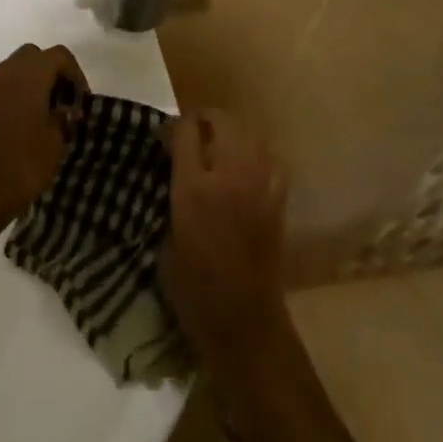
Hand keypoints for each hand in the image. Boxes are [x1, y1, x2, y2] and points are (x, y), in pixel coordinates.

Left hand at [0, 43, 83, 228]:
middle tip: (66, 102)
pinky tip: (29, 124)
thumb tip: (64, 110)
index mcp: (29, 73)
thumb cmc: (23, 163)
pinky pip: (4, 87)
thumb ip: (63, 117)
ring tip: (49, 115)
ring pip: (17, 70)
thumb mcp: (56, 141)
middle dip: (53, 74)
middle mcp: (6, 72)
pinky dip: (19, 95)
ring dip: (35, 83)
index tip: (82, 102)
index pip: (59, 55)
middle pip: (35, 57)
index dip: (76, 75)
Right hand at [162, 109, 288, 364]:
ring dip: (232, 133)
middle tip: (191, 135)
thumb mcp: (164, 236)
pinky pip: (269, 158)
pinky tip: (245, 166)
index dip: (174, 126)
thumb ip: (171, 192)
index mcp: (194, 188)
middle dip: (205, 120)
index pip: (186, 130)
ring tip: (218, 145)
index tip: (166, 136)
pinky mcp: (278, 199)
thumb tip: (172, 167)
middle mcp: (230, 177)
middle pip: (222, 122)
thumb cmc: (192, 286)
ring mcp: (259, 186)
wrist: (243, 320)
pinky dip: (256, 153)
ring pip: (249, 134)